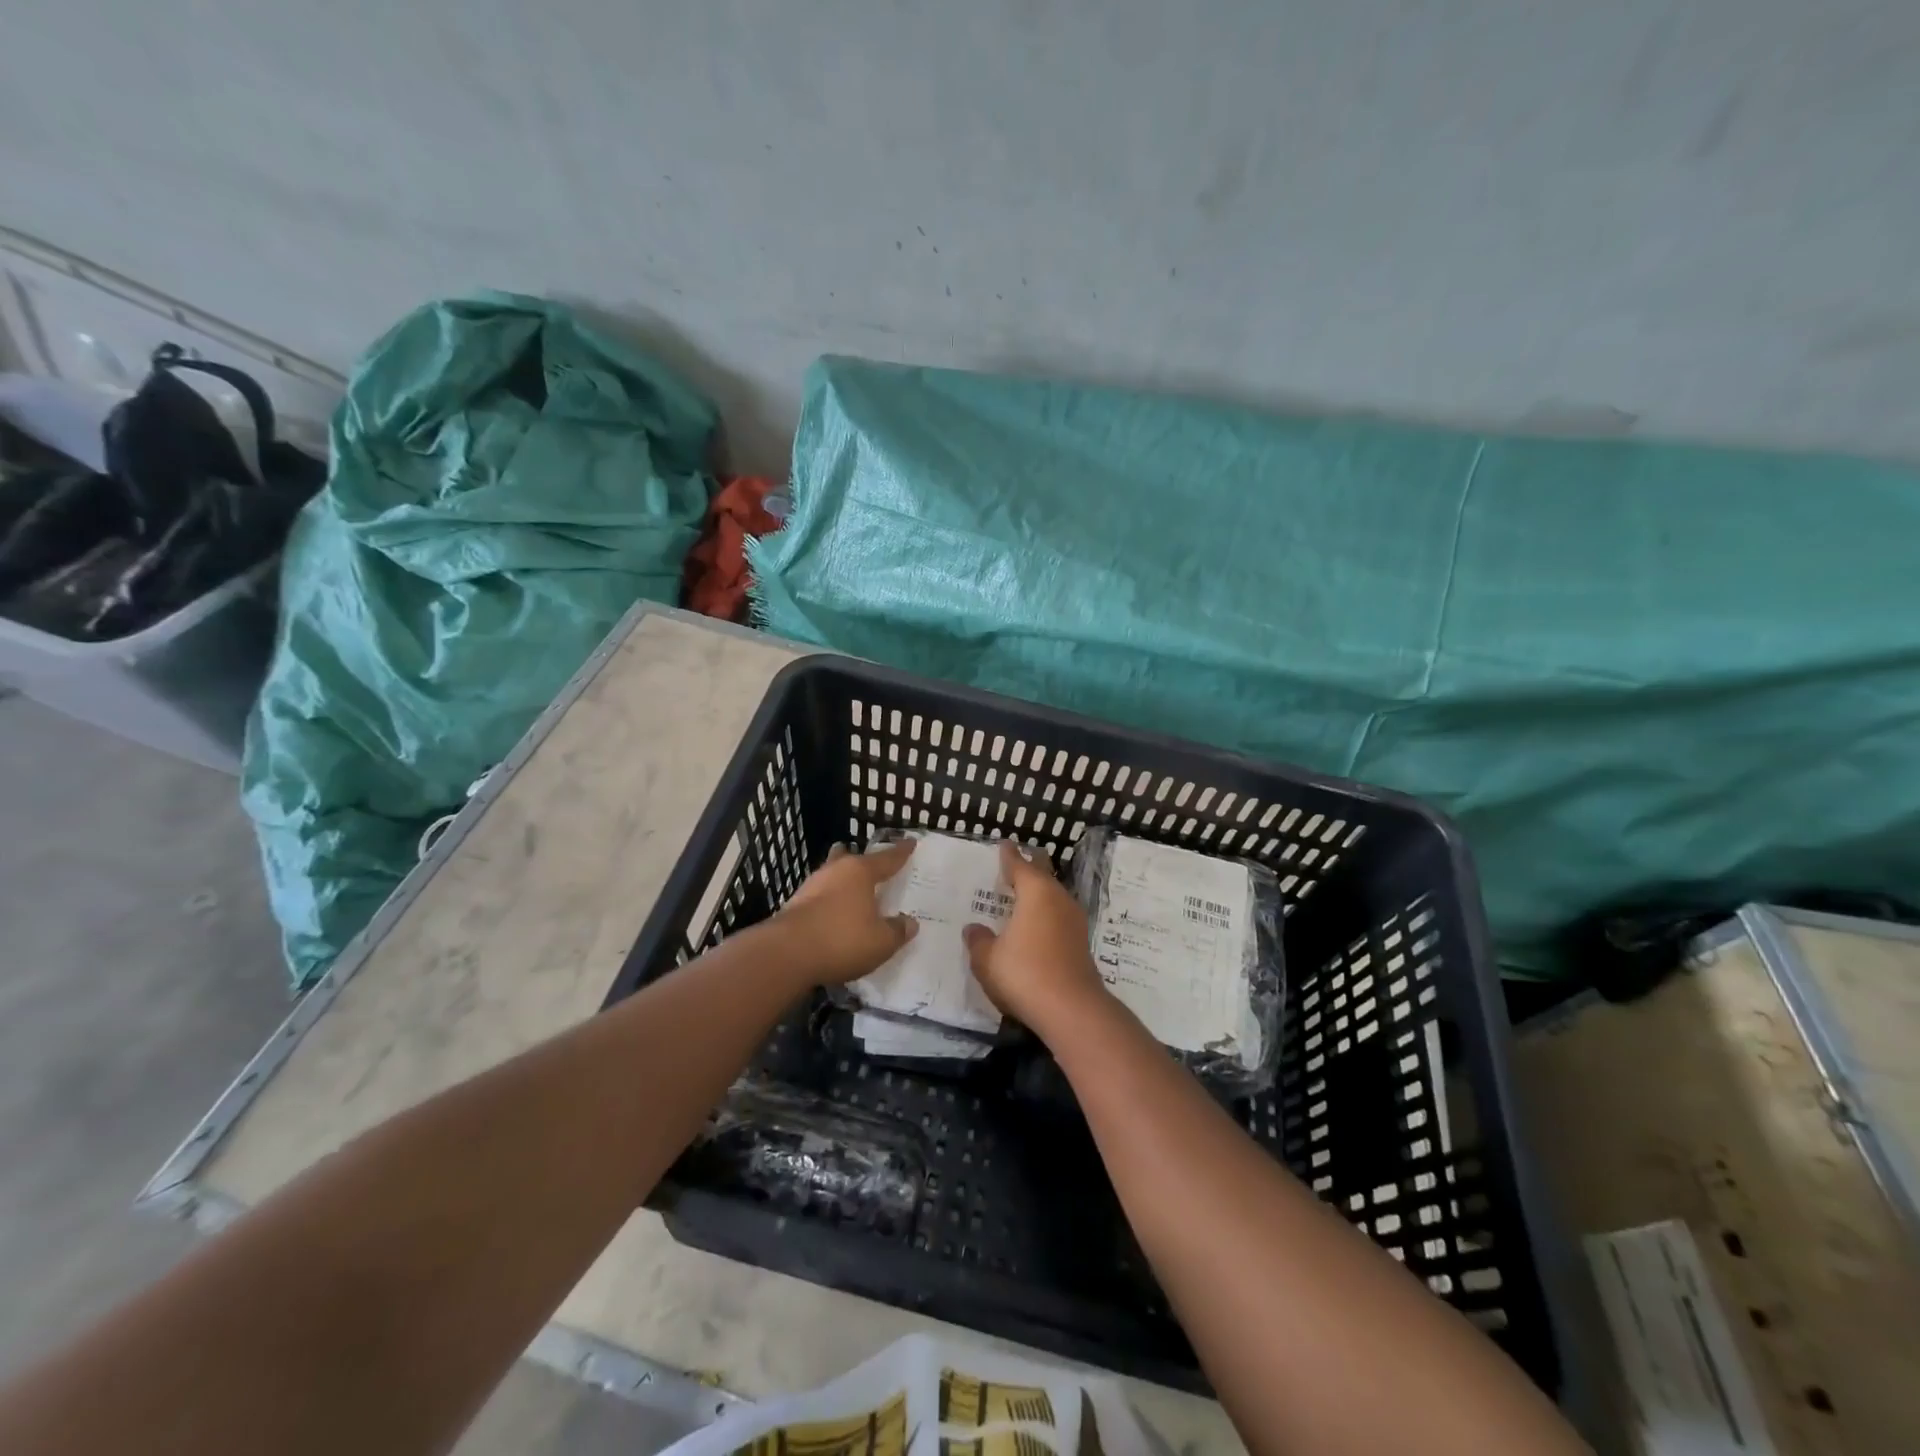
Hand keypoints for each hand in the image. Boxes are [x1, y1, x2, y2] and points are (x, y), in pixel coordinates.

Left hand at [774, 840, 918, 984]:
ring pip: (832, 877)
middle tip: (872, 865)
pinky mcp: (794, 905)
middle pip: (851, 859)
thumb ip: (898, 930)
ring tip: (854, 892)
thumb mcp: (881, 941)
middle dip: (862, 862)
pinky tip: (834, 915)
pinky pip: (820, 897)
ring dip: (843, 883)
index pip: (887, 858)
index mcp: (860, 871)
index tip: (911, 843)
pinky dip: (830, 903)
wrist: (785, 955)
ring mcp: (810, 887)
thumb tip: (909, 922)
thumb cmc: (842, 940)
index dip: (901, 852)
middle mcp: (835, 871)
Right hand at [963, 841, 1109, 1039]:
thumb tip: (973, 928)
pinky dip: (1045, 916)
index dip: (1009, 854)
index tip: (1004, 844)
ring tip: (1021, 897)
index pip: (1019, 864)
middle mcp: (1058, 898)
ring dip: (1038, 894)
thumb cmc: (1024, 973)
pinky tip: (1035, 927)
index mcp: (1036, 891)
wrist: (1072, 1010)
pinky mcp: (1081, 943)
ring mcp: (1074, 920)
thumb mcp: (987, 959)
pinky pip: (1058, 918)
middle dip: (1028, 869)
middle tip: (1012, 866)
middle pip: (1042, 875)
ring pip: (1053, 897)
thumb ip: (978, 941)